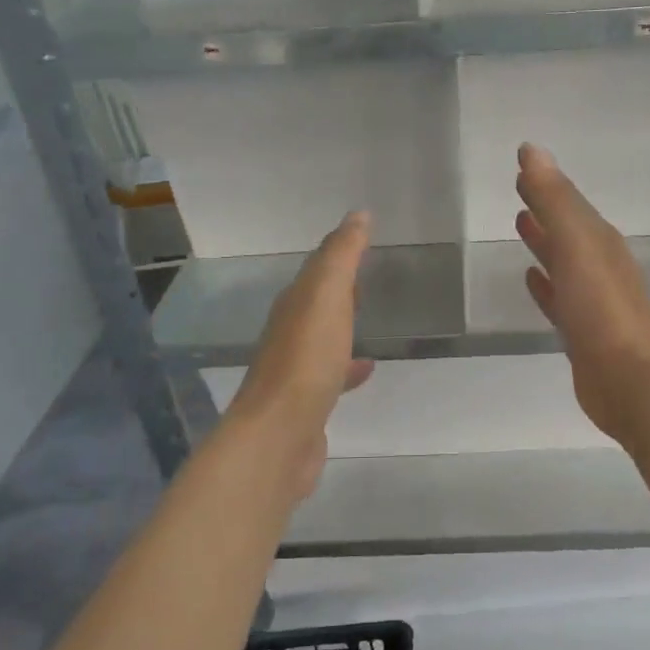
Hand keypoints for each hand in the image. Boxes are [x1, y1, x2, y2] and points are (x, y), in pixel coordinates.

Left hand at [226, 211, 375, 499]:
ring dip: (342, 323)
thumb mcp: (326, 297)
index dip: (339, 249)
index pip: (317, 267)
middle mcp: (290, 332)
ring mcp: (297, 369)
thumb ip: (341, 256)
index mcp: (294, 304)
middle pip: (317, 301)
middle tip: (368, 271)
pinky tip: (367, 368)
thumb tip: (358, 215)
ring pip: (323, 336)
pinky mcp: (308, 402)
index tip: (364, 233)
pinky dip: (349, 365)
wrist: (279, 435)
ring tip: (371, 317)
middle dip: (339, 285)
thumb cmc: (306, 360)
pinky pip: (332, 373)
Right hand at [514, 144, 649, 439]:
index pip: (569, 202)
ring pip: (563, 262)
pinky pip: (559, 298)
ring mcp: (592, 301)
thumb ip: (555, 200)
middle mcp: (599, 266)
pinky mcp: (582, 332)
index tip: (520, 164)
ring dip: (544, 243)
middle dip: (546, 209)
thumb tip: (532, 150)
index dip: (546, 183)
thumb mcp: (577, 245)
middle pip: (568, 229)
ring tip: (520, 224)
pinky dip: (545, 285)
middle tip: (518, 189)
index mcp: (600, 241)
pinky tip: (531, 280)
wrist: (629, 378)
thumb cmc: (602, 308)